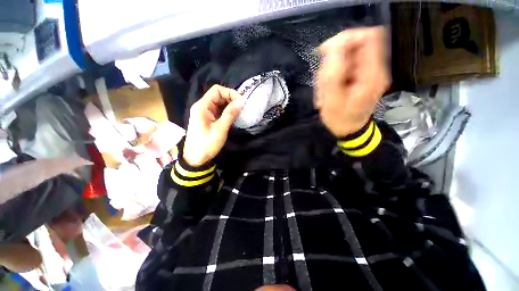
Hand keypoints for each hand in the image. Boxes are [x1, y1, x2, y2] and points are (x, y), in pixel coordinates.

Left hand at [183, 85, 244, 165]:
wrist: (195, 159)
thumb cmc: (207, 144)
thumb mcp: (220, 129)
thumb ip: (230, 113)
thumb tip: (242, 101)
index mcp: (202, 106)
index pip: (217, 90)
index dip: (230, 93)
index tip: (241, 102)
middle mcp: (202, 106)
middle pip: (218, 95)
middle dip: (231, 99)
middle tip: (243, 107)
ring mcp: (205, 113)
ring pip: (219, 103)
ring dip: (230, 105)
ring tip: (240, 111)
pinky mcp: (208, 119)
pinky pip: (218, 110)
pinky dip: (227, 111)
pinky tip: (234, 116)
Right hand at [316, 27, 390, 136]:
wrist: (349, 130)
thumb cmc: (341, 120)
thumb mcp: (333, 101)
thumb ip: (333, 74)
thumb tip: (334, 46)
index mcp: (372, 73)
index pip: (368, 36)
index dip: (346, 38)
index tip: (327, 52)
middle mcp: (373, 68)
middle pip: (353, 47)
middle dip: (332, 61)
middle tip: (322, 82)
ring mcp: (366, 72)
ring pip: (345, 58)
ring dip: (329, 72)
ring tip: (324, 92)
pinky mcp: (359, 76)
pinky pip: (343, 67)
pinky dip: (331, 77)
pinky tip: (327, 91)